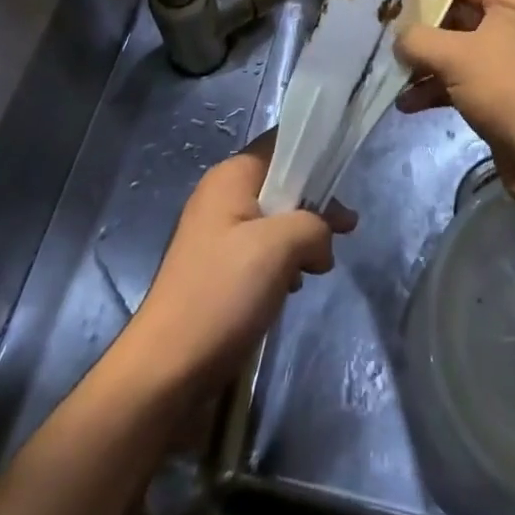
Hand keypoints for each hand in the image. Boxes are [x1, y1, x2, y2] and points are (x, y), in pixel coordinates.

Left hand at [122, 133, 355, 396]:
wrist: (165, 371)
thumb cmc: (222, 293)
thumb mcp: (279, 247)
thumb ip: (314, 226)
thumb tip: (323, 242)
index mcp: (232, 176)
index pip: (281, 142)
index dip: (315, 152)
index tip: (344, 176)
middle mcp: (222, 196)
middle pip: (281, 182)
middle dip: (315, 203)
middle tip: (348, 228)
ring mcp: (218, 234)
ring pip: (275, 218)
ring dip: (302, 237)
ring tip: (321, 265)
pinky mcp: (219, 269)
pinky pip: (261, 250)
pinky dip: (283, 261)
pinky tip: (294, 286)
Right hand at [394, 0, 514, 223]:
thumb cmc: (505, 88)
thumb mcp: (454, 56)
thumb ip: (418, 39)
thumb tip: (398, 39)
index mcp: (512, 3)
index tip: (400, 1)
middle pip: (459, 14)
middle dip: (424, 29)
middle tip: (392, 39)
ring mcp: (510, 60)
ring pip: (459, 50)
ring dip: (426, 62)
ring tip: (394, 75)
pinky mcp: (505, 93)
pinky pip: (465, 79)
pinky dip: (439, 87)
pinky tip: (408, 104)